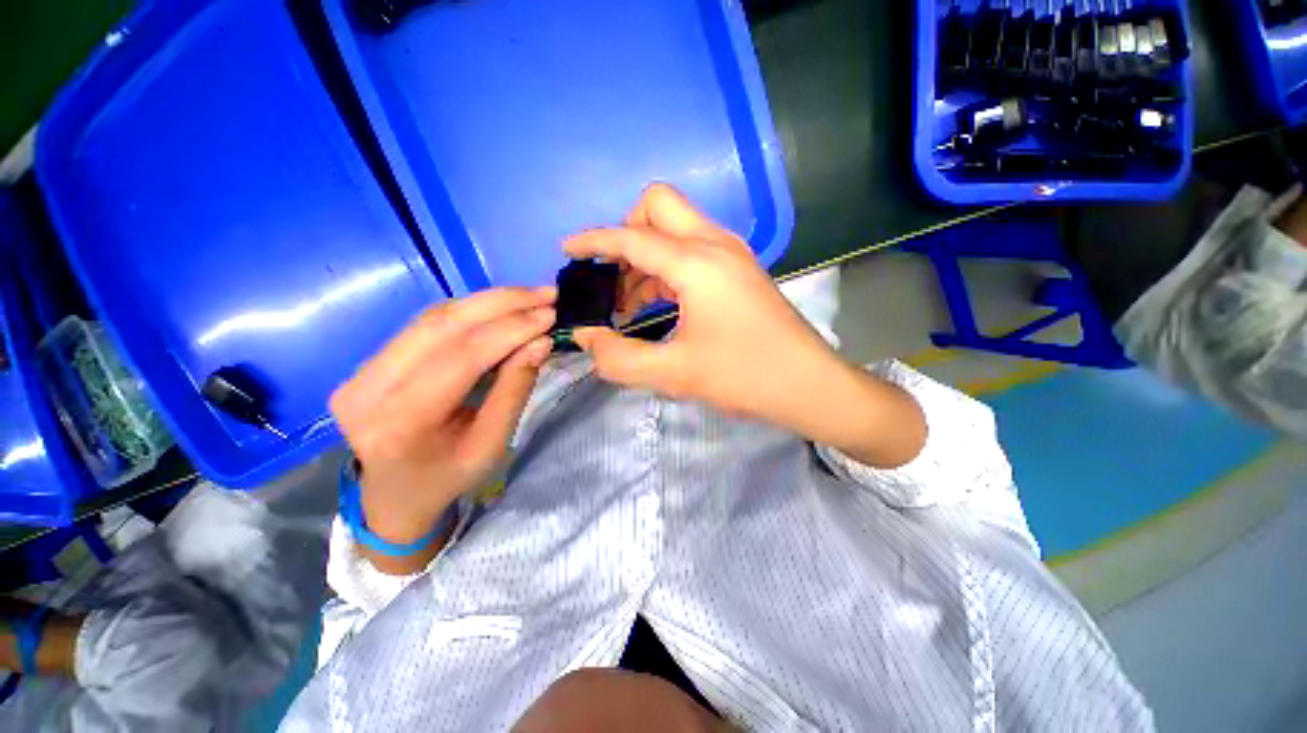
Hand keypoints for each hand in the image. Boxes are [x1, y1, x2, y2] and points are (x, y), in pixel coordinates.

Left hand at [330, 287, 555, 562]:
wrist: (393, 496)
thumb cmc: (449, 477)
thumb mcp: (492, 443)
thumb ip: (515, 389)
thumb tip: (541, 342)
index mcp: (400, 422)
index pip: (461, 357)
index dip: (510, 329)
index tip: (550, 314)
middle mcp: (369, 388)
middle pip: (441, 325)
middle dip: (501, 303)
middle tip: (545, 294)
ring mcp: (361, 371)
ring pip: (432, 317)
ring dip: (487, 302)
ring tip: (529, 296)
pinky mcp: (368, 362)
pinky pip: (425, 325)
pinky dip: (469, 311)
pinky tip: (499, 307)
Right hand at [565, 184, 924, 467]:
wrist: (808, 385)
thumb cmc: (744, 377)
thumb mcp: (673, 374)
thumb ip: (619, 358)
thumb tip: (586, 337)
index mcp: (697, 263)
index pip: (632, 236)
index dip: (594, 240)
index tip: (567, 251)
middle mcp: (715, 243)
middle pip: (658, 205)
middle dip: (626, 232)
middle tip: (613, 278)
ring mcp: (732, 253)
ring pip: (676, 227)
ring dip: (646, 254)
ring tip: (629, 303)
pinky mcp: (740, 268)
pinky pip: (692, 248)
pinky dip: (666, 266)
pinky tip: (657, 303)